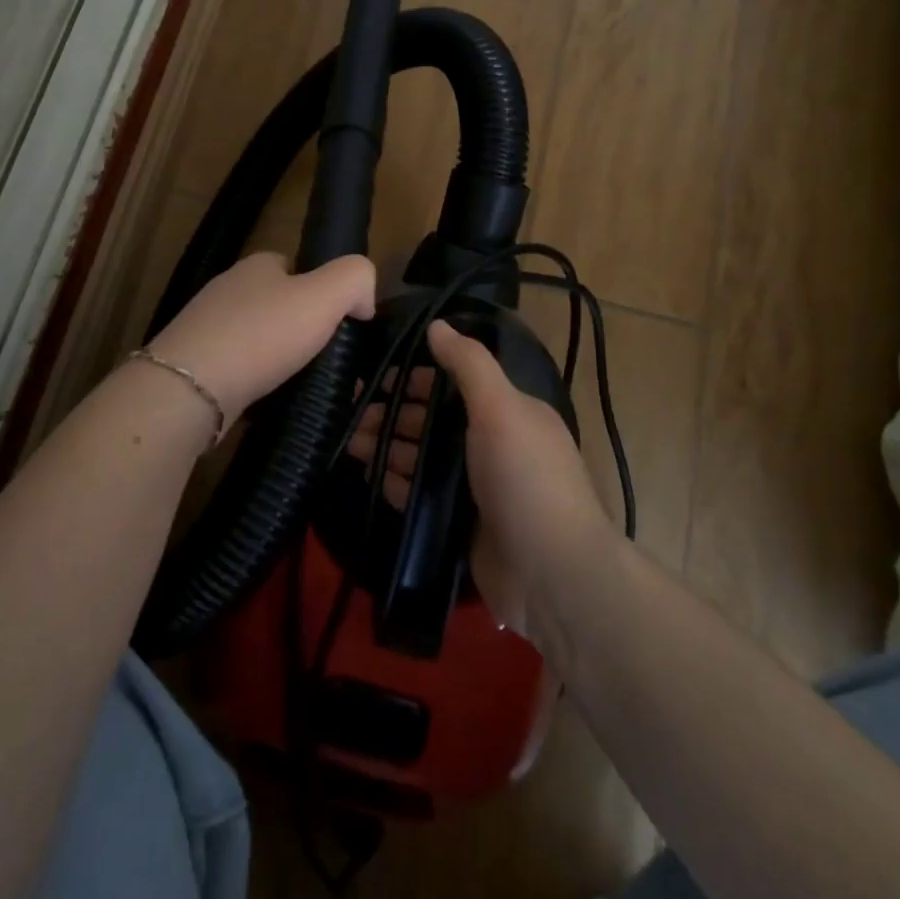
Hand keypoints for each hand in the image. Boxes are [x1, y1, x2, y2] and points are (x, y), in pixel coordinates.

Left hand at [147, 252, 376, 426]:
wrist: (191, 388)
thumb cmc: (262, 334)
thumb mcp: (325, 295)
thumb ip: (355, 280)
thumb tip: (363, 299)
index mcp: (256, 266)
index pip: (294, 267)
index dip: (320, 289)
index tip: (338, 321)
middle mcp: (227, 290)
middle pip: (275, 304)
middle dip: (298, 328)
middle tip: (324, 357)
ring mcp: (205, 328)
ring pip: (255, 339)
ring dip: (276, 358)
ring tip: (300, 384)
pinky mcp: (194, 366)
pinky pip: (235, 369)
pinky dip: (253, 383)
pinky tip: (267, 401)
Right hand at [350, 320, 613, 637]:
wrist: (552, 574)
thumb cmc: (526, 478)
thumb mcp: (501, 408)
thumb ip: (469, 364)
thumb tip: (436, 324)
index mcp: (507, 412)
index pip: (452, 385)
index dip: (414, 378)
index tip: (373, 375)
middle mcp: (491, 445)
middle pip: (432, 421)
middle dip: (392, 413)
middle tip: (347, 412)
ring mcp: (475, 488)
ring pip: (422, 458)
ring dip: (388, 447)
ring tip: (348, 443)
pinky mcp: (460, 524)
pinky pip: (421, 496)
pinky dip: (397, 484)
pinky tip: (370, 477)